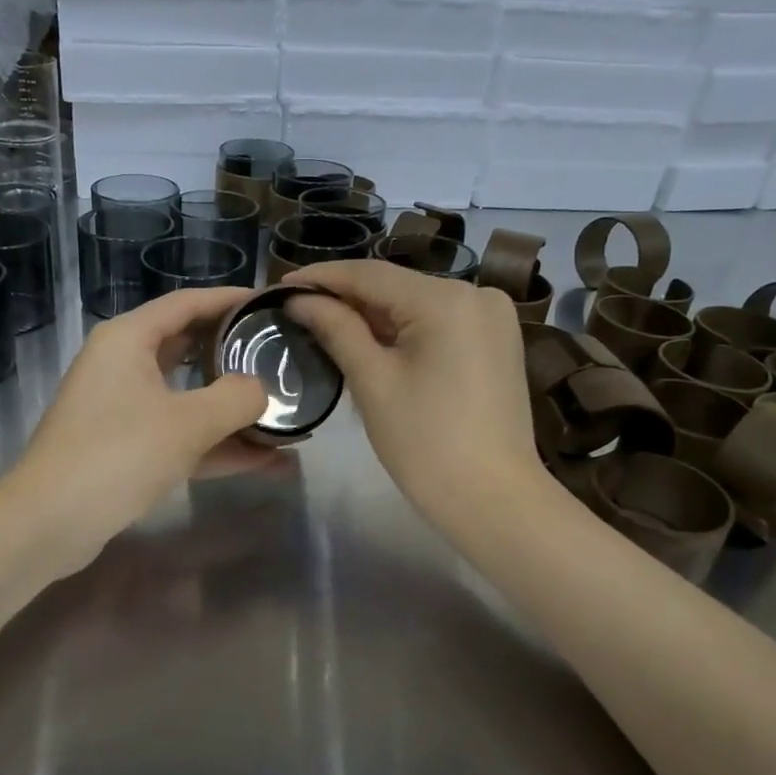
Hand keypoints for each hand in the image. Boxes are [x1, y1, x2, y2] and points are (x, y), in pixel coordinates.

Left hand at [6, 287, 270, 572]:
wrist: (49, 523)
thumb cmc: (118, 455)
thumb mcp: (188, 423)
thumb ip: (236, 398)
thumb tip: (260, 390)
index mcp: (128, 339)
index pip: (187, 303)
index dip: (231, 300)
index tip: (271, 305)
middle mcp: (122, 365)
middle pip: (189, 347)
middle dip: (235, 355)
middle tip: (280, 356)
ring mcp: (122, 409)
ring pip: (187, 397)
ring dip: (232, 410)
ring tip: (285, 413)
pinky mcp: (125, 447)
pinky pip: (179, 435)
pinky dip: (215, 445)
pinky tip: (264, 461)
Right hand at [282, 261, 539, 530]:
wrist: (493, 500)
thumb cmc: (426, 444)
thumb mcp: (373, 382)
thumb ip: (336, 329)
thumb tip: (299, 299)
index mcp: (446, 300)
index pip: (370, 274)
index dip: (321, 277)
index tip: (279, 285)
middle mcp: (476, 293)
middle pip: (395, 286)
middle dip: (345, 297)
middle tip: (295, 308)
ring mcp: (491, 317)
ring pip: (416, 304)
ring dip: (372, 314)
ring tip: (322, 322)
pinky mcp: (496, 341)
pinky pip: (438, 323)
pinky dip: (403, 329)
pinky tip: (369, 340)